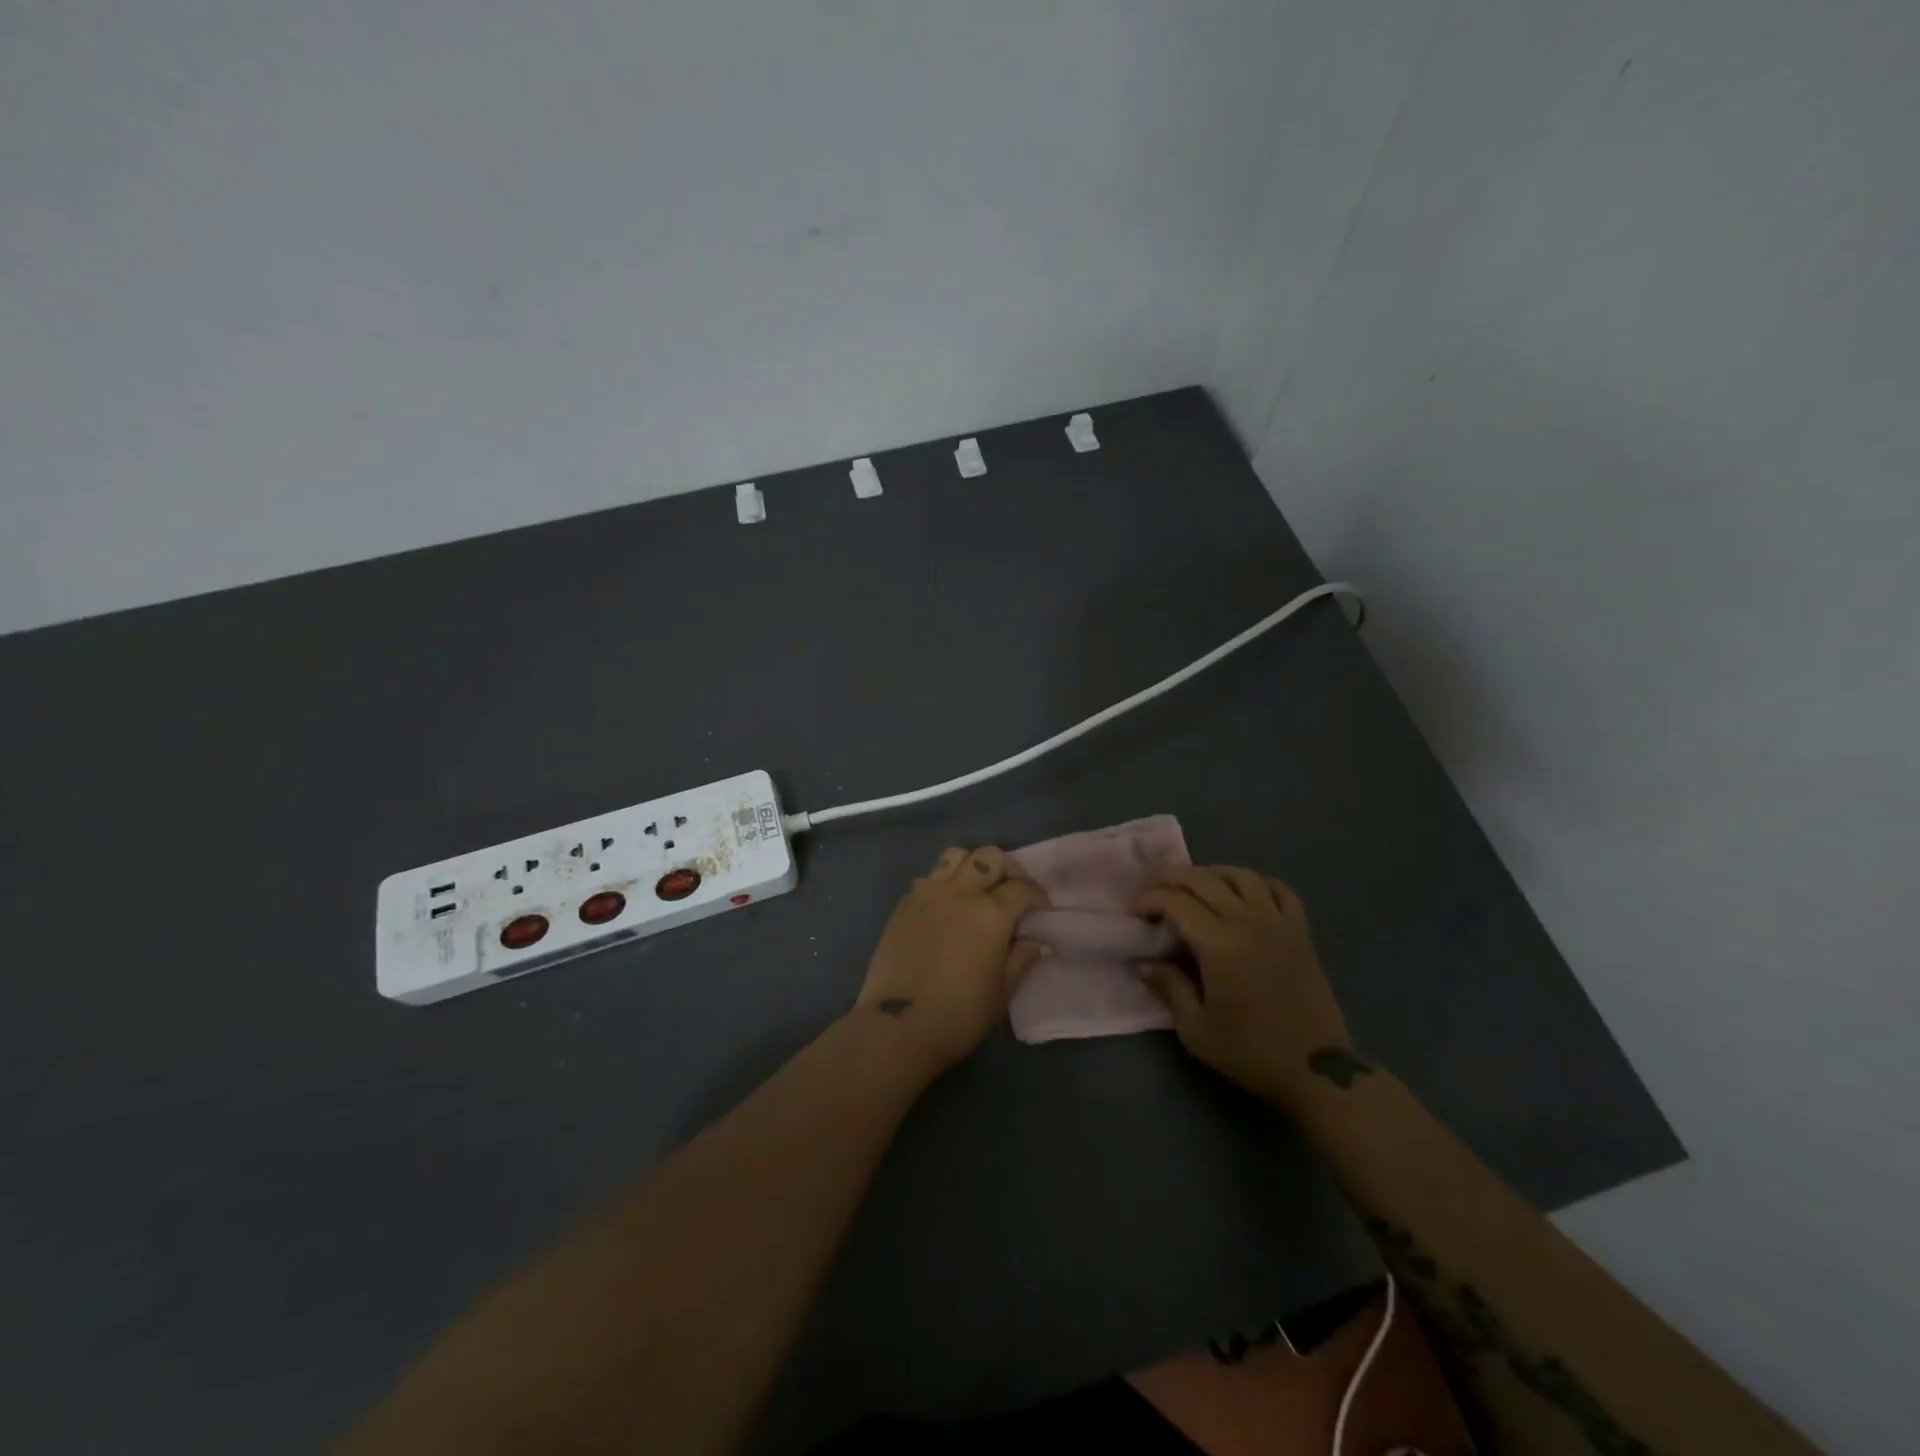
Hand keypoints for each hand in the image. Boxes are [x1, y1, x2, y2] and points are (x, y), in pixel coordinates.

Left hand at [854, 847, 1048, 1074]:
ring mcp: (928, 894)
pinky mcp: (904, 904)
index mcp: (991, 913)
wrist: (898, 1025)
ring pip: (955, 856)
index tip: (1041, 913)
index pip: (1022, 888)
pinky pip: (928, 878)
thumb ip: (1022, 959)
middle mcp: (960, 892)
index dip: (1037, 897)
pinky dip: (942, 883)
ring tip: (976, 890)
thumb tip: (1039, 942)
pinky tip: (945, 909)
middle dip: (1007, 869)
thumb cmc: (959, 1014)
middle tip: (1010, 893)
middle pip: (989, 857)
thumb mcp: (1002, 992)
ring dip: (971, 866)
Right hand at [1134, 867, 1353, 1105]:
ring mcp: (1279, 922)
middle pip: (1204, 879)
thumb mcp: (1196, 1030)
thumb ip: (1169, 988)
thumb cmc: (1251, 1052)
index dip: (1149, 899)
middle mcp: (1248, 921)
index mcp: (1220, 944)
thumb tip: (1144, 963)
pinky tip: (1242, 893)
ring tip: (1194, 889)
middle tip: (1154, 895)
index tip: (1135, 914)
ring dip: (1211, 874)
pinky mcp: (1301, 931)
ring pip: (1241, 875)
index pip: (1176, 901)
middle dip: (1172, 879)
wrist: (1316, 1071)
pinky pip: (1279, 889)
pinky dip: (1256, 882)